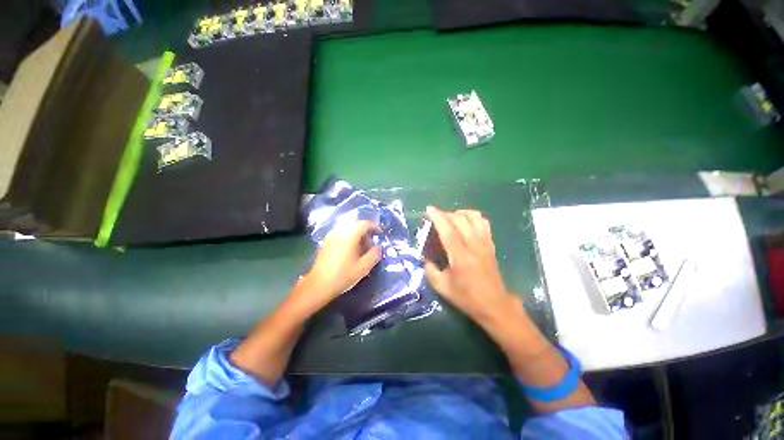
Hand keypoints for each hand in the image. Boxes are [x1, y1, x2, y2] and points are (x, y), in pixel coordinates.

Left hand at [297, 220, 381, 310]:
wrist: (317, 286)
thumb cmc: (342, 276)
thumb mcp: (363, 268)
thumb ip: (374, 255)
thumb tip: (379, 247)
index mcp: (349, 236)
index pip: (364, 224)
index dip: (375, 227)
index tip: (380, 234)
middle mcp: (339, 232)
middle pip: (356, 225)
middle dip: (366, 233)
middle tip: (372, 246)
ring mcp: (331, 237)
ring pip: (348, 230)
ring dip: (358, 236)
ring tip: (362, 250)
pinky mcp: (326, 243)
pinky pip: (341, 234)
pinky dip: (349, 239)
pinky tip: (351, 252)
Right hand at [424, 206, 519, 323]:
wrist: (494, 304)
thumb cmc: (466, 297)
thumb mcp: (442, 287)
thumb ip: (430, 269)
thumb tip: (425, 257)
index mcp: (460, 257)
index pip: (448, 230)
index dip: (437, 217)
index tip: (429, 209)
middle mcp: (474, 246)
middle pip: (460, 220)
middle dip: (446, 214)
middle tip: (437, 217)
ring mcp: (485, 243)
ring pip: (474, 217)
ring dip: (460, 213)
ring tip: (451, 218)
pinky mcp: (491, 244)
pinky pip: (484, 223)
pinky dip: (473, 217)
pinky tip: (466, 223)